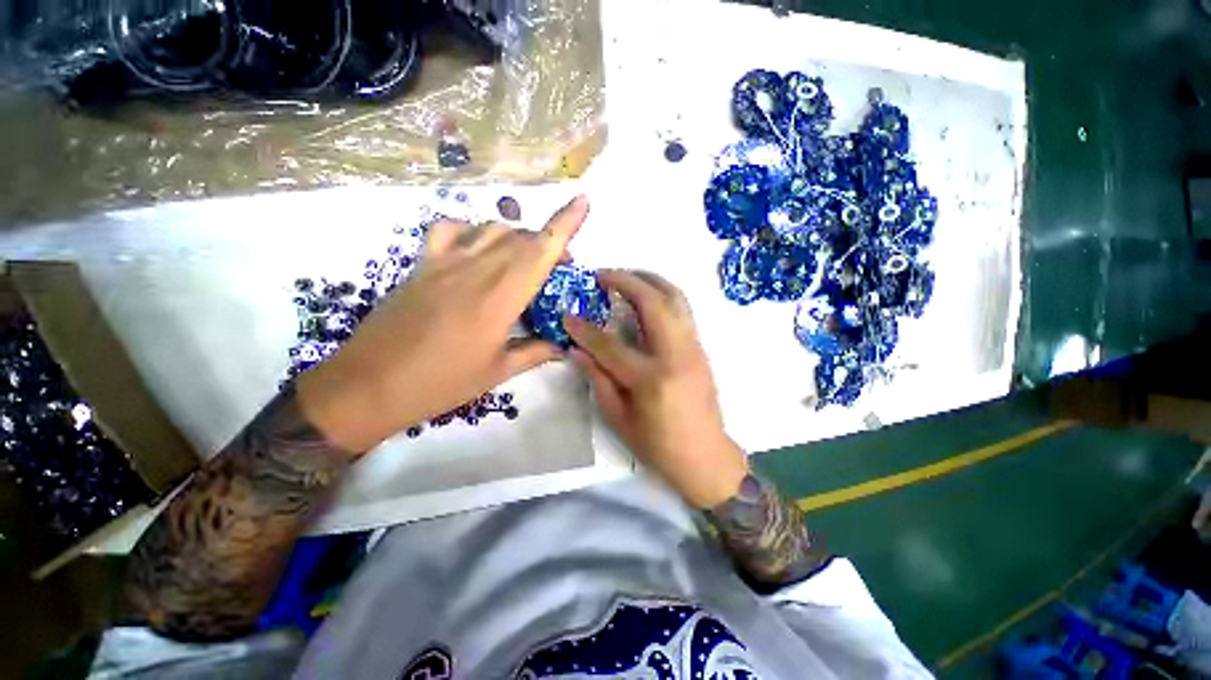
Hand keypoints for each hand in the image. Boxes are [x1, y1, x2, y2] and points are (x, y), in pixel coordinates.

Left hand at [297, 196, 588, 453]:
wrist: (369, 384)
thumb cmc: (441, 382)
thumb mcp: (497, 372)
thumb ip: (535, 353)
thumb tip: (562, 346)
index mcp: (501, 297)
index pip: (540, 250)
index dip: (565, 223)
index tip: (583, 202)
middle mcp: (477, 269)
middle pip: (522, 238)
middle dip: (548, 242)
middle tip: (560, 266)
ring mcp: (445, 262)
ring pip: (492, 228)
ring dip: (517, 237)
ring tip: (523, 259)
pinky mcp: (422, 264)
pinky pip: (451, 229)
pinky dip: (471, 230)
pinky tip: (476, 248)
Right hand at [565, 270, 748, 508]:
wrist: (706, 456)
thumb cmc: (658, 445)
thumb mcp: (619, 418)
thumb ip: (598, 379)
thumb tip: (576, 350)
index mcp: (651, 379)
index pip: (611, 344)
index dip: (585, 328)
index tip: (567, 314)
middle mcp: (676, 355)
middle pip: (653, 303)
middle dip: (625, 281)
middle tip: (602, 274)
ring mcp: (694, 348)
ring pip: (675, 298)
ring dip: (649, 280)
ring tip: (625, 276)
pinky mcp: (701, 348)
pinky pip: (683, 310)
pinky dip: (663, 294)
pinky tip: (647, 297)